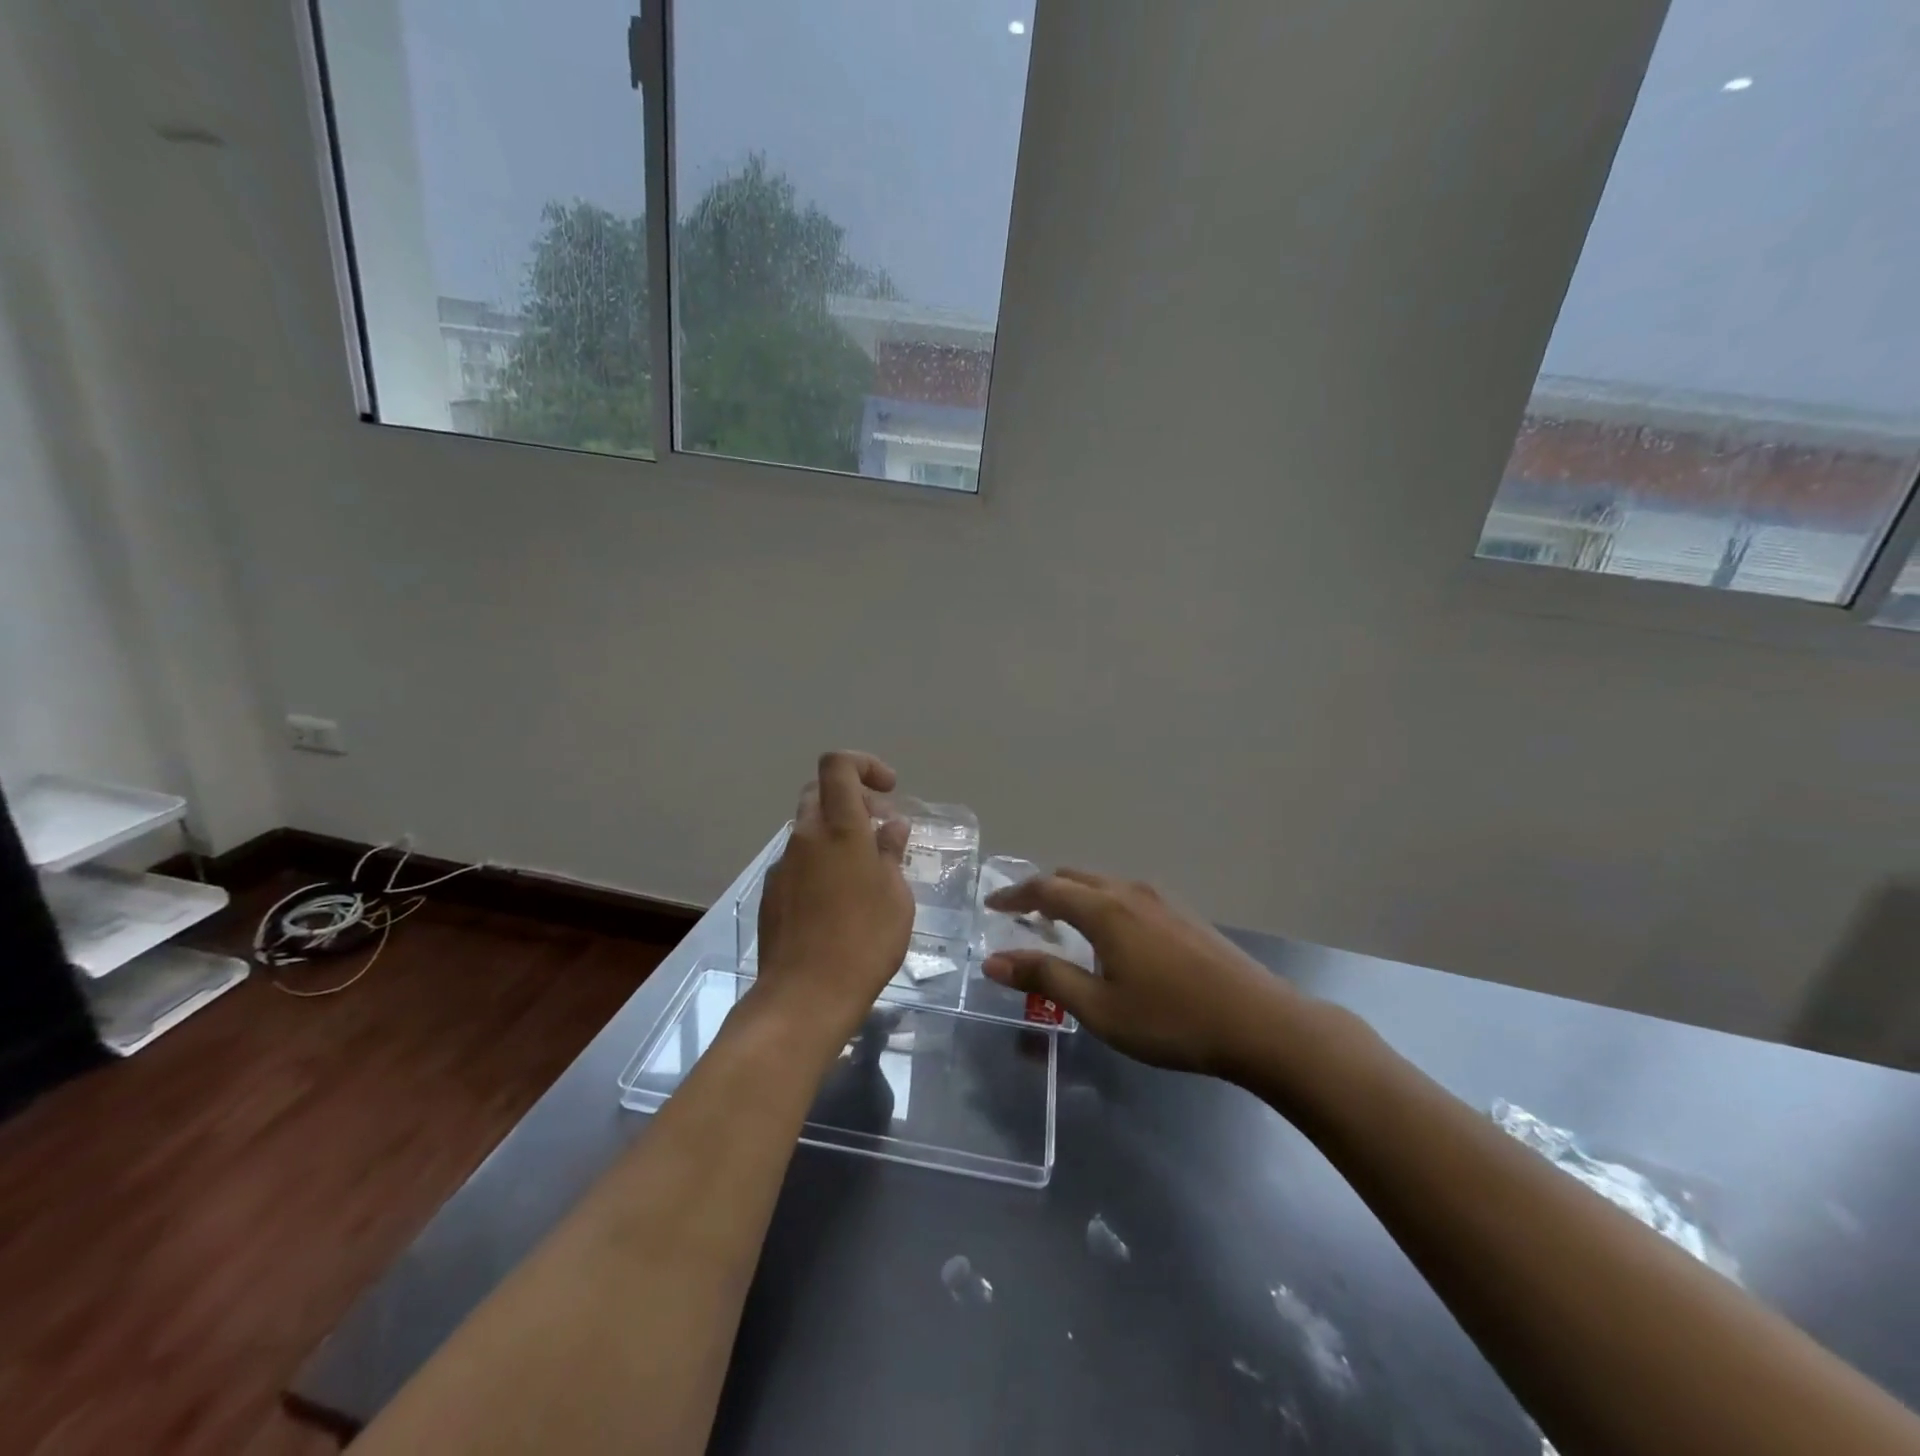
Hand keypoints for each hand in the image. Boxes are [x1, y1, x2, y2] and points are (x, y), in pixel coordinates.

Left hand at [749, 752, 914, 1049]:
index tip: (888, 792)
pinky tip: (837, 902)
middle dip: (852, 800)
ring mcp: (782, 865)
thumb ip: (891, 852)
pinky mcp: (770, 893)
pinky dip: (819, 864)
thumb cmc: (865, 940)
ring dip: (836, 835)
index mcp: (839, 827)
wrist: (805, 995)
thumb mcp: (896, 896)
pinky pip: (798, 862)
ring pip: (808, 830)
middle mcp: (804, 837)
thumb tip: (890, 826)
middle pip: (820, 794)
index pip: (838, 765)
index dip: (864, 765)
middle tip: (879, 830)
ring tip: (864, 872)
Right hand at [982, 870, 1296, 1077]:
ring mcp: (1161, 899)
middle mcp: (1129, 892)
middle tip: (1020, 914)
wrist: (1260, 1022)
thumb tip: (994, 961)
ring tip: (1059, 923)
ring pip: (1102, 884)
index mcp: (1105, 910)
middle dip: (1042, 891)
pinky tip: (1109, 935)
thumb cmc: (1171, 1019)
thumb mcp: (1099, 1008)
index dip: (1014, 895)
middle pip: (1074, 878)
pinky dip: (1100, 903)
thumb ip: (1046, 979)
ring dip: (1073, 896)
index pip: (1046, 889)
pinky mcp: (1182, 914)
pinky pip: (1126, 895)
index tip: (990, 905)